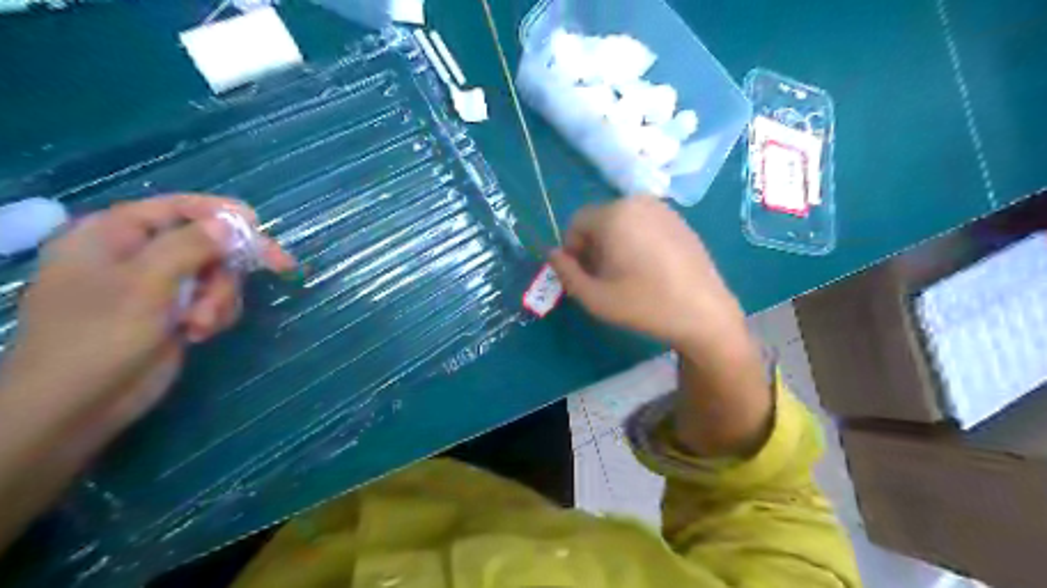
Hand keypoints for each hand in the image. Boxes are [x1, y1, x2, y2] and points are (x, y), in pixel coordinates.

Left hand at [0, 196, 294, 460]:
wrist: (80, 405)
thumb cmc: (100, 336)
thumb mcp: (146, 283)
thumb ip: (190, 246)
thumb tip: (230, 223)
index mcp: (113, 235)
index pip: (176, 207)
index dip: (220, 212)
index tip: (259, 226)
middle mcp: (138, 256)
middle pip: (207, 243)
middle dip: (228, 267)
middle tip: (282, 267)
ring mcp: (158, 287)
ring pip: (217, 275)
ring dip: (221, 298)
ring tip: (202, 325)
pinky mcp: (175, 313)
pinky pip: (214, 300)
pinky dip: (215, 315)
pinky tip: (199, 334)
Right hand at [552, 197, 748, 354]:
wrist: (704, 313)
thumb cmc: (644, 305)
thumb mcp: (594, 297)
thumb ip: (565, 273)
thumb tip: (553, 254)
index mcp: (614, 215)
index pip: (576, 223)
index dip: (572, 249)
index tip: (583, 275)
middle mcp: (638, 202)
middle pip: (599, 220)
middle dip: (593, 246)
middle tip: (603, 277)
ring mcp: (663, 209)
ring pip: (622, 221)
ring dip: (614, 243)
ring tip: (626, 274)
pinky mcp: (680, 221)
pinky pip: (644, 224)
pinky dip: (636, 240)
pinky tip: (649, 268)